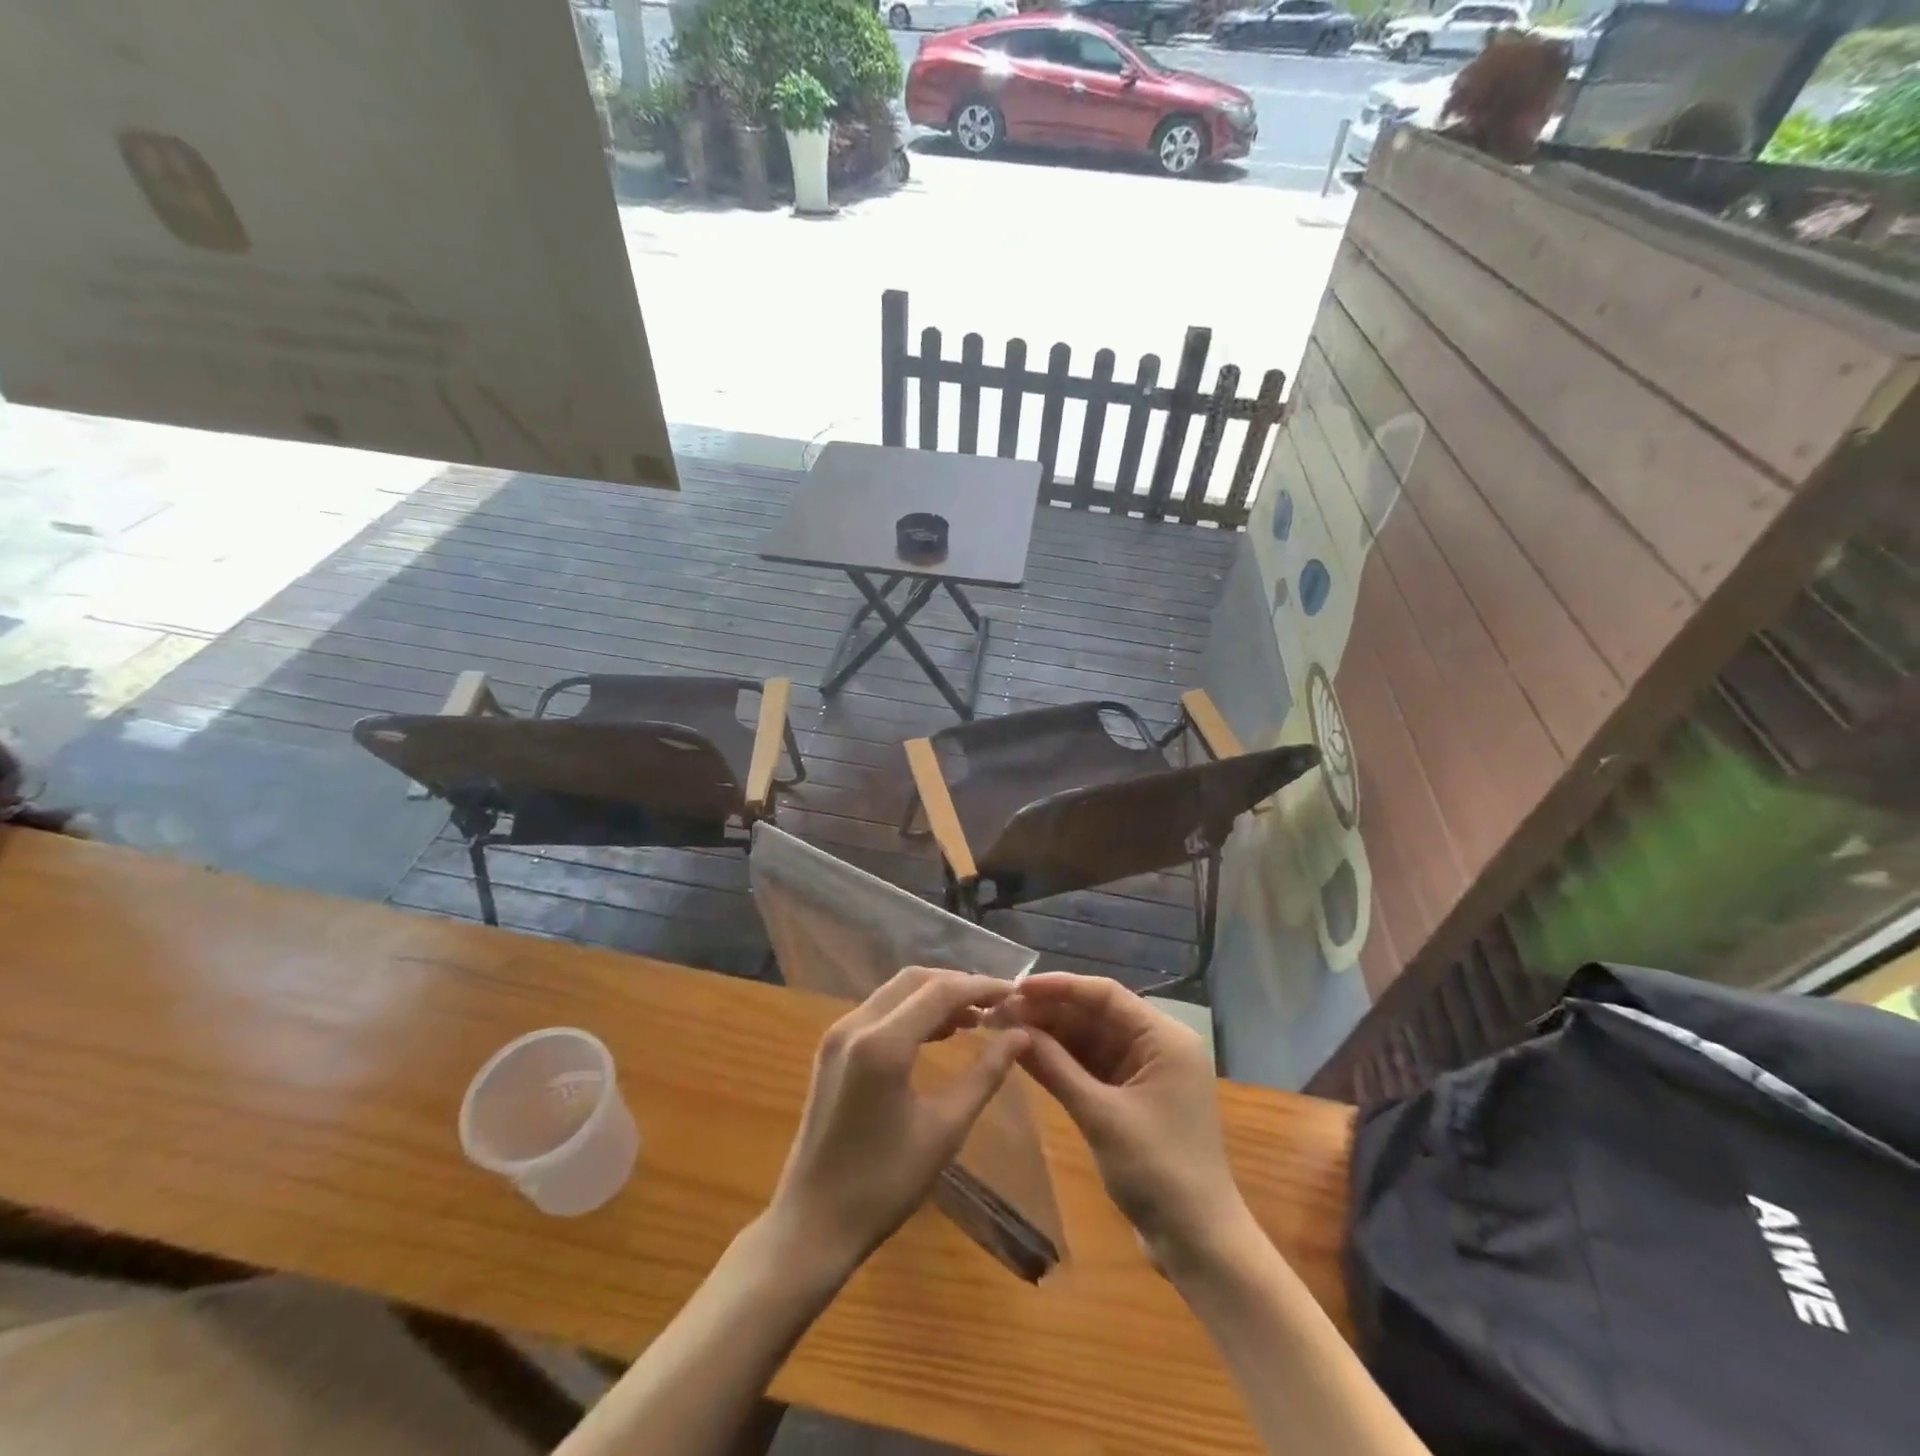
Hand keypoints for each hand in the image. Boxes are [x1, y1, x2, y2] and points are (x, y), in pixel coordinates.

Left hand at [768, 966, 1028, 1277]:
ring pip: (896, 991)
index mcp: (882, 1043)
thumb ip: (985, 1074)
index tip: (1015, 993)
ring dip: (935, 995)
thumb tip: (1021, 1036)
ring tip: (976, 1018)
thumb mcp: (945, 1129)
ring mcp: (838, 1034)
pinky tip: (939, 1033)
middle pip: (915, 980)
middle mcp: (855, 1024)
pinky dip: (912, 1011)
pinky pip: (880, 1010)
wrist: (813, 1222)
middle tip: (997, 1004)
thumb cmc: (885, 1183)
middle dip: (958, 985)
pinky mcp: (832, 1048)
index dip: (981, 987)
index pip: (940, 991)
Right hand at [1009, 973, 1249, 1274]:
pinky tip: (1022, 1053)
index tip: (1015, 987)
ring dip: (1048, 1034)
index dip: (1059, 986)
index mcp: (1164, 1038)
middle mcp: (1155, 1046)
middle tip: (999, 1011)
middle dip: (1048, 1011)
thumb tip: (1014, 1028)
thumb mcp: (1102, 1116)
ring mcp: (1142, 1072)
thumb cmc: (1158, 1172)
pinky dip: (1059, 1061)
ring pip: (1088, 1039)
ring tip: (1001, 1027)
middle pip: (1094, 1014)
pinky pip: (1089, 1066)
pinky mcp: (1129, 1097)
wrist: (1198, 1245)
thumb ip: (1057, 1067)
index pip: (1106, 995)